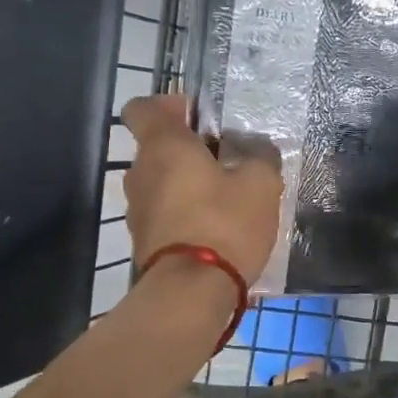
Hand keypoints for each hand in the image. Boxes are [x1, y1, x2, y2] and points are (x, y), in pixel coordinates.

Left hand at [121, 94, 282, 285]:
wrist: (191, 292)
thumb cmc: (224, 223)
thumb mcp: (261, 184)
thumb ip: (260, 158)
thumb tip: (257, 151)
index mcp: (163, 146)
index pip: (143, 108)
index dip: (168, 106)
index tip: (198, 117)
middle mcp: (140, 173)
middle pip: (158, 148)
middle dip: (190, 151)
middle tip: (228, 162)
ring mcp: (137, 211)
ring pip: (162, 183)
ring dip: (188, 185)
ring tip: (227, 200)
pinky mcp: (144, 242)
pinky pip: (165, 215)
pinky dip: (185, 215)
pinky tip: (217, 230)